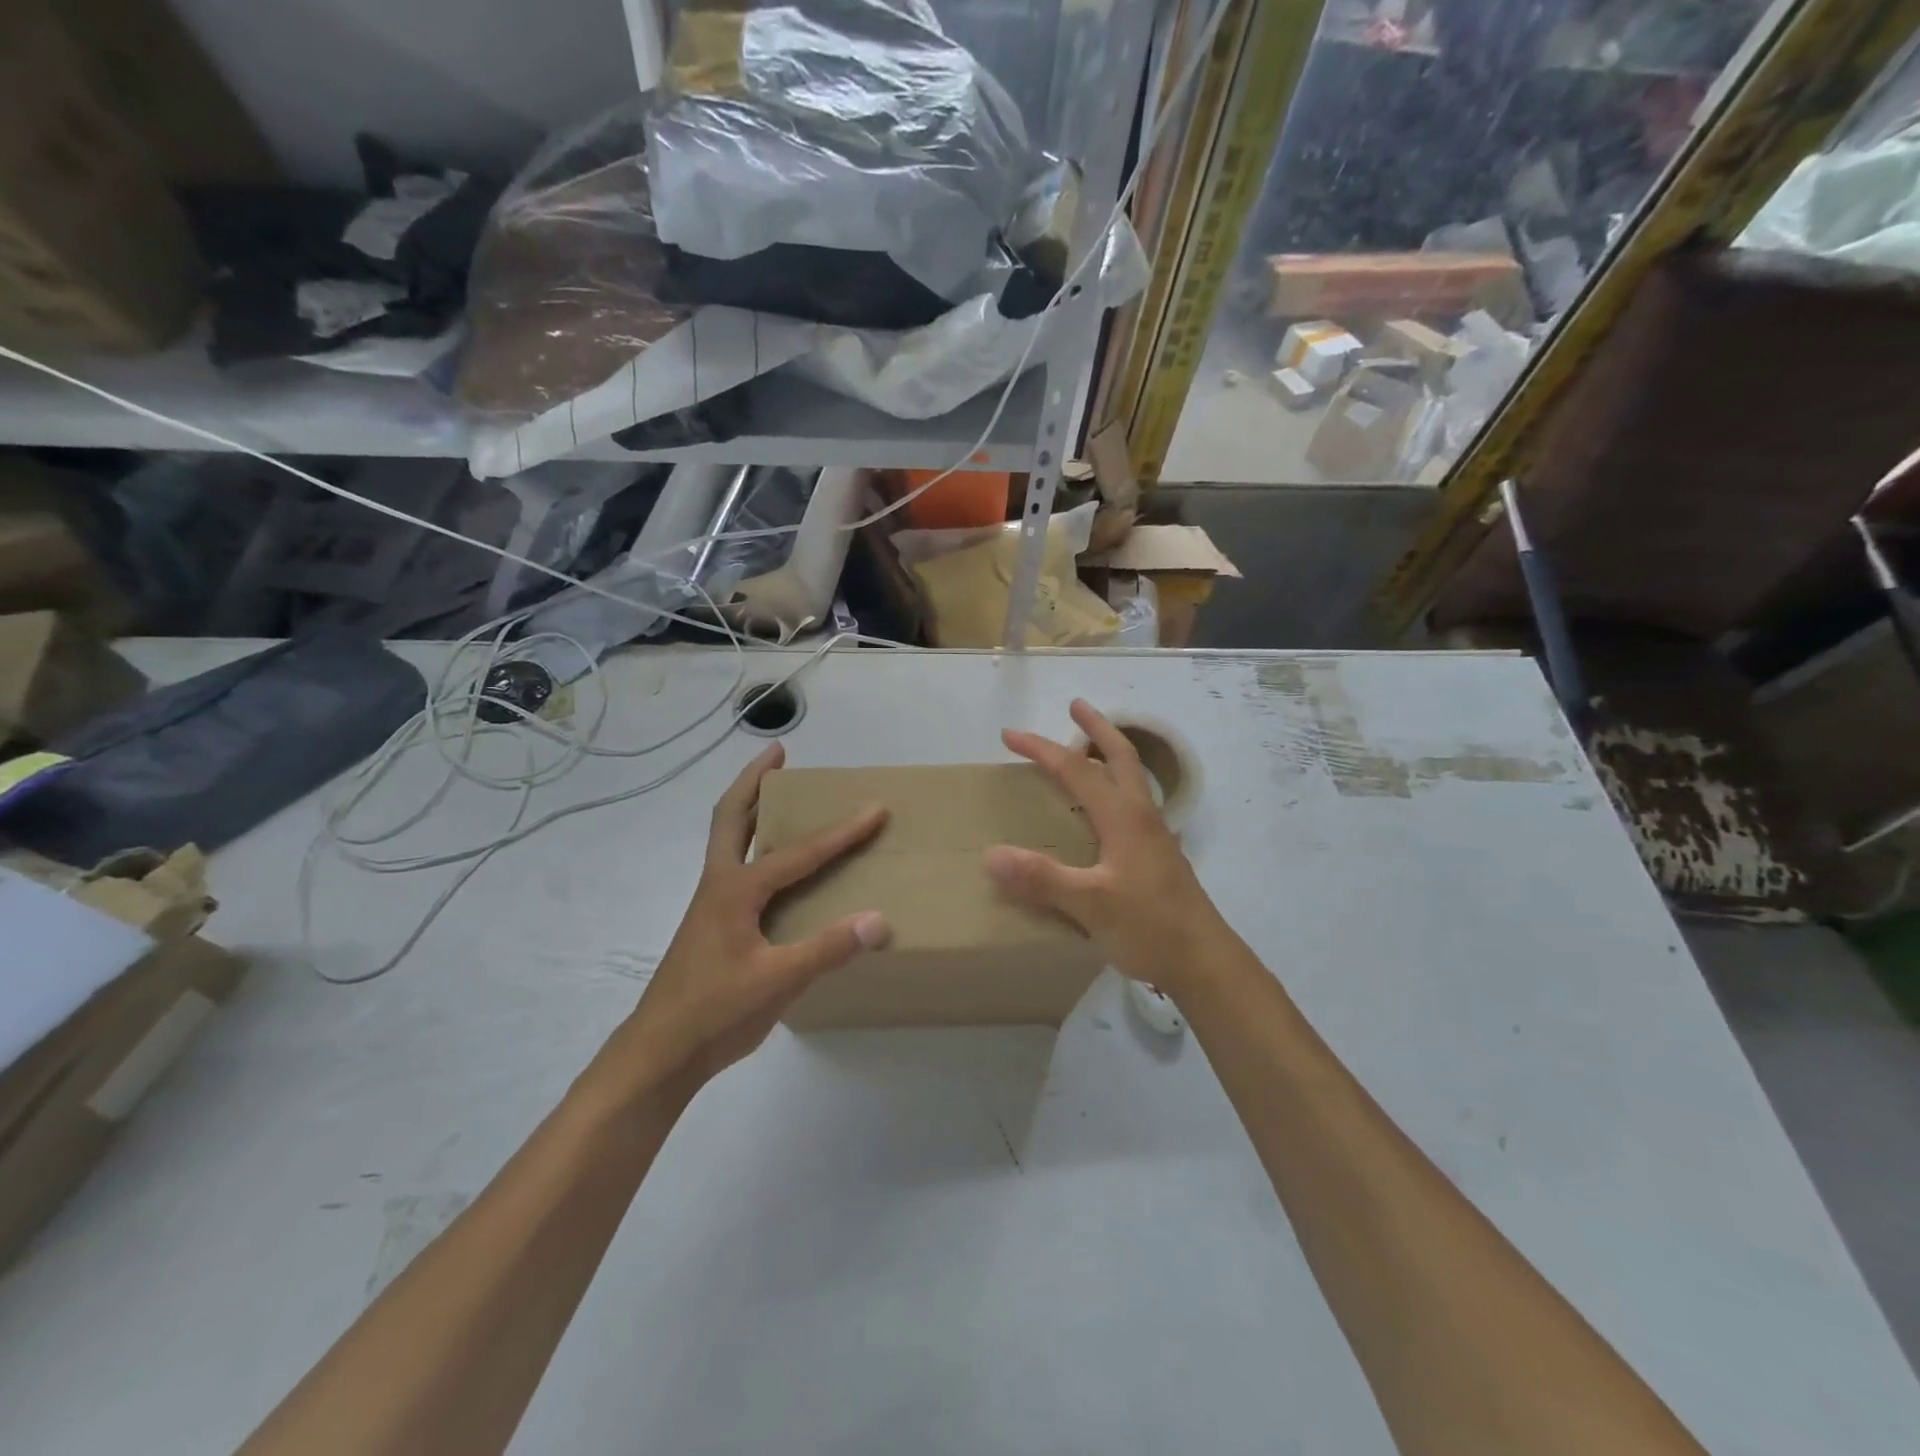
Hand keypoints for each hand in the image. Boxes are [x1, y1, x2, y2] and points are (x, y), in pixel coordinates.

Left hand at [599, 743, 890, 1094]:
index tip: (874, 808)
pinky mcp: (714, 924)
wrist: (658, 1054)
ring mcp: (712, 905)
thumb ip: (827, 949)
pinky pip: (737, 868)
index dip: (841, 832)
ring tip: (778, 792)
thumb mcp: (777, 981)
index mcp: (735, 890)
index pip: (799, 852)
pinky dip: (754, 845)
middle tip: (778, 753)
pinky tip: (777, 866)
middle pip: (732, 817)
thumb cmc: (714, 1013)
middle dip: (755, 781)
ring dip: (751, 809)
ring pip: (730, 840)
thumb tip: (879, 920)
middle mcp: (720, 885)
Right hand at [985, 700, 1227, 997]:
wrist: (1204, 961)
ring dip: (1109, 753)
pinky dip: (1114, 786)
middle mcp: (1141, 815)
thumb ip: (1043, 879)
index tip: (1009, 735)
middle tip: (1075, 706)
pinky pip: (1132, 803)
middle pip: (1120, 756)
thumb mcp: (1091, 905)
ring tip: (1087, 748)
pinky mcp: (1158, 854)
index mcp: (1123, 817)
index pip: (1075, 770)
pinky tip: (1104, 810)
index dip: (1040, 749)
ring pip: (1131, 778)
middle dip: (1096, 727)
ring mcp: (1154, 834)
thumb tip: (991, 855)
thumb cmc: (1149, 927)